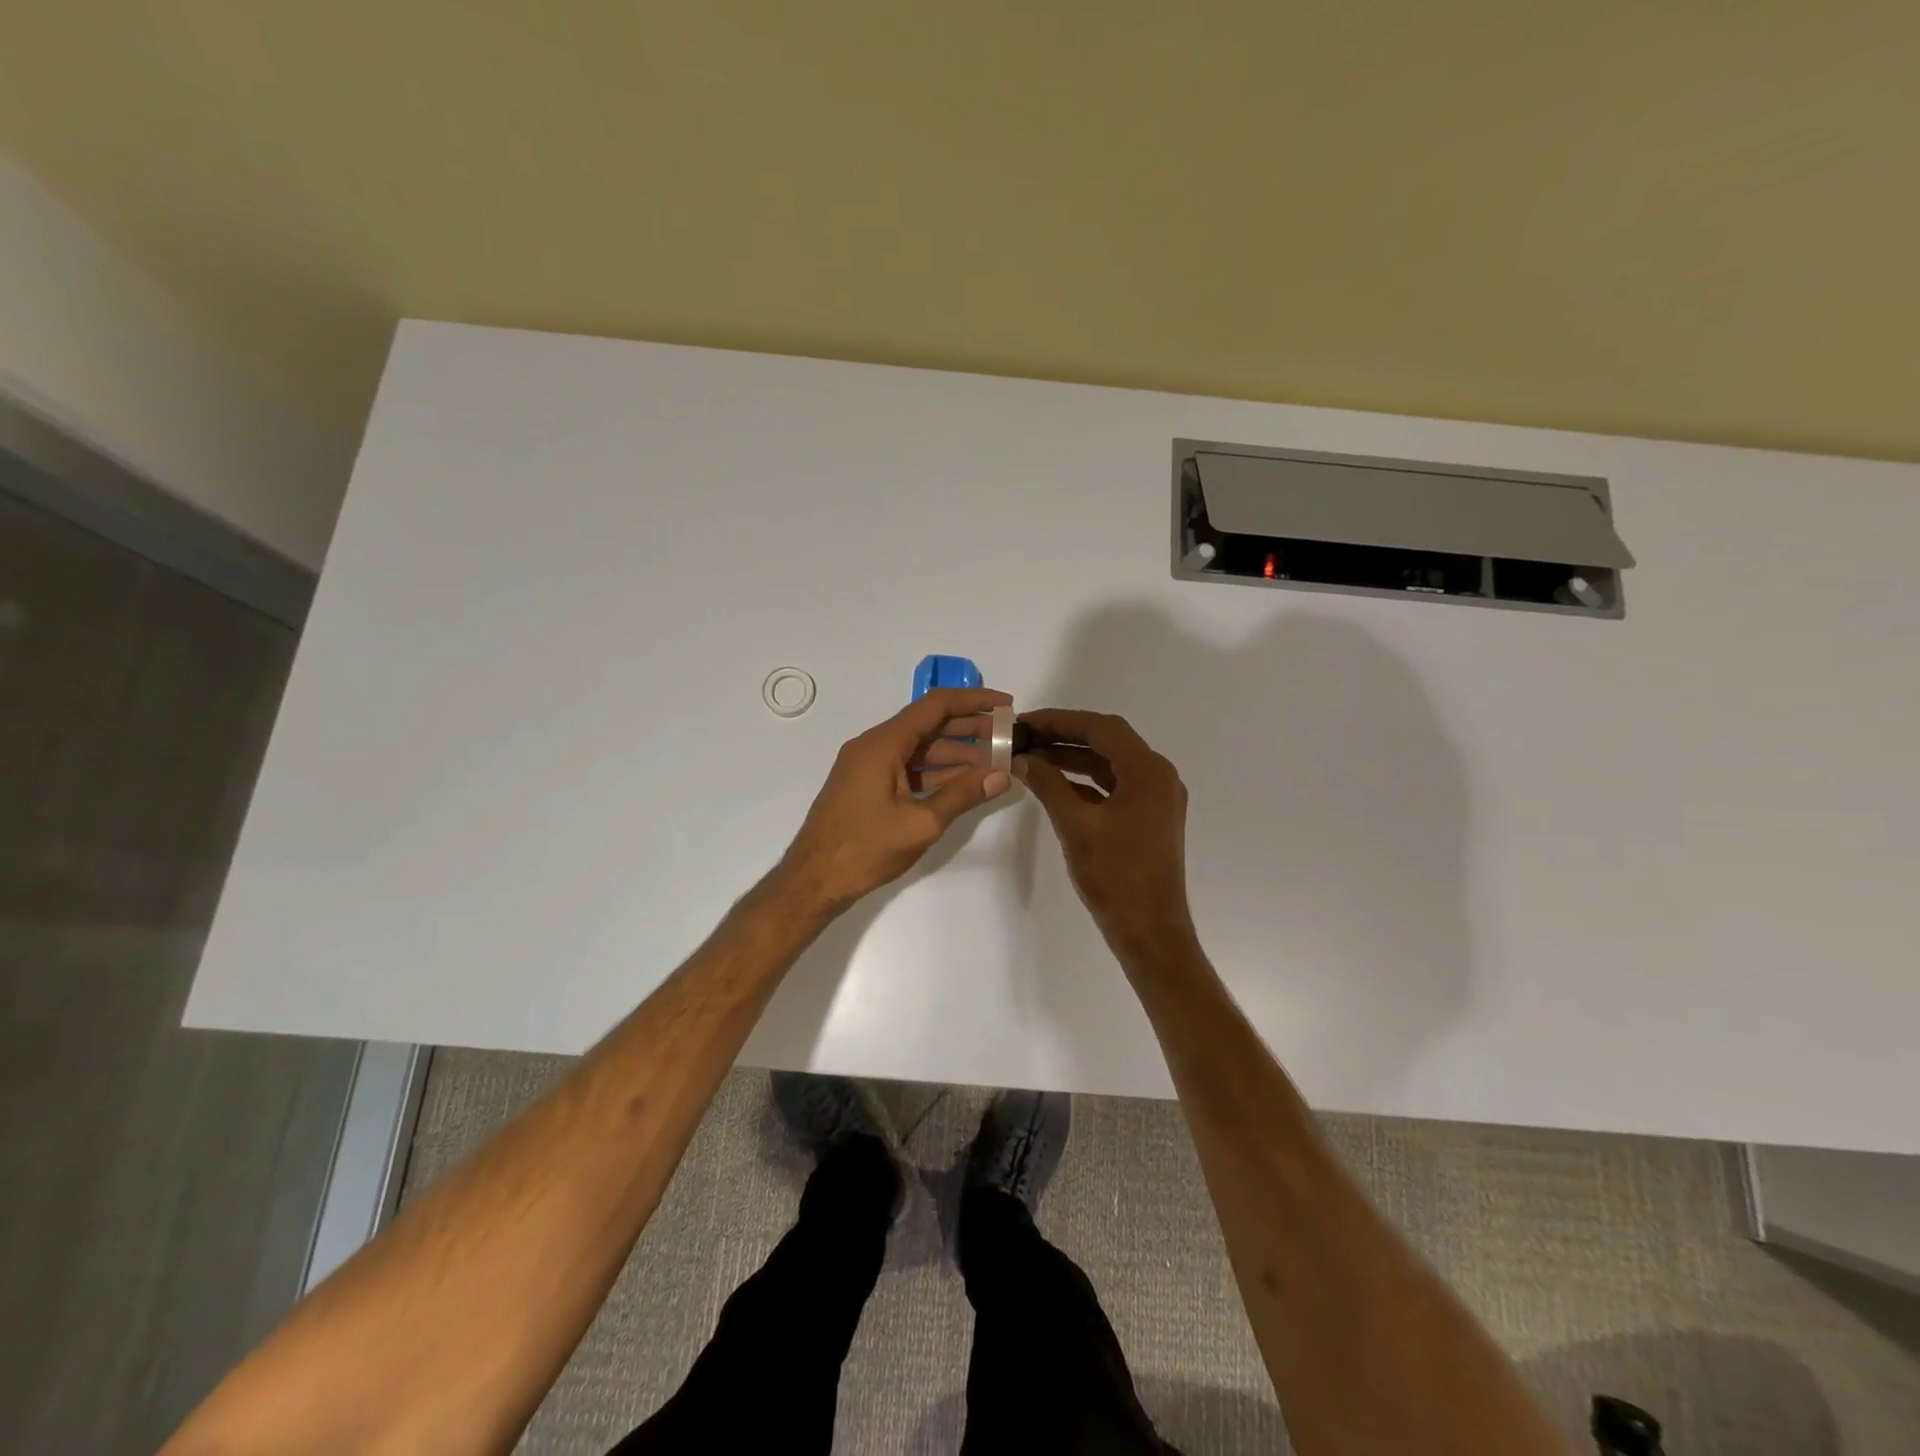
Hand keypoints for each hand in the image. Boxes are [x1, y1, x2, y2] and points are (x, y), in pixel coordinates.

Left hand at [778, 688, 1014, 915]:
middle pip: (929, 725)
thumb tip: (1001, 775)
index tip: (1006, 705)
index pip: (935, 706)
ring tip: (995, 762)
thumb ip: (962, 795)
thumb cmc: (864, 848)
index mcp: (883, 743)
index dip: (974, 700)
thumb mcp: (920, 823)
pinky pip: (909, 768)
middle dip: (970, 728)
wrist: (813, 880)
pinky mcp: (868, 786)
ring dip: (956, 753)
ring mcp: (869, 766)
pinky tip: (965, 783)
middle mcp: (875, 745)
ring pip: (920, 749)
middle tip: (1008, 737)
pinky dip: (937, 772)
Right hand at [1016, 708, 1198, 960]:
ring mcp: (1156, 799)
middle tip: (1024, 736)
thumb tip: (1022, 758)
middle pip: (1108, 741)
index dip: (1060, 720)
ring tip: (1031, 756)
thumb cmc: (1116, 876)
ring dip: (1072, 758)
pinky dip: (1084, 782)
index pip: (1101, 728)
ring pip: (1110, 764)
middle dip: (1064, 736)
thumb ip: (1048, 784)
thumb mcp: (1076, 825)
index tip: (1024, 721)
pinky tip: (1053, 784)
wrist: (1150, 932)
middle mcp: (1158, 777)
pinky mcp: (1148, 819)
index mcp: (1148, 771)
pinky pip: (1114, 787)